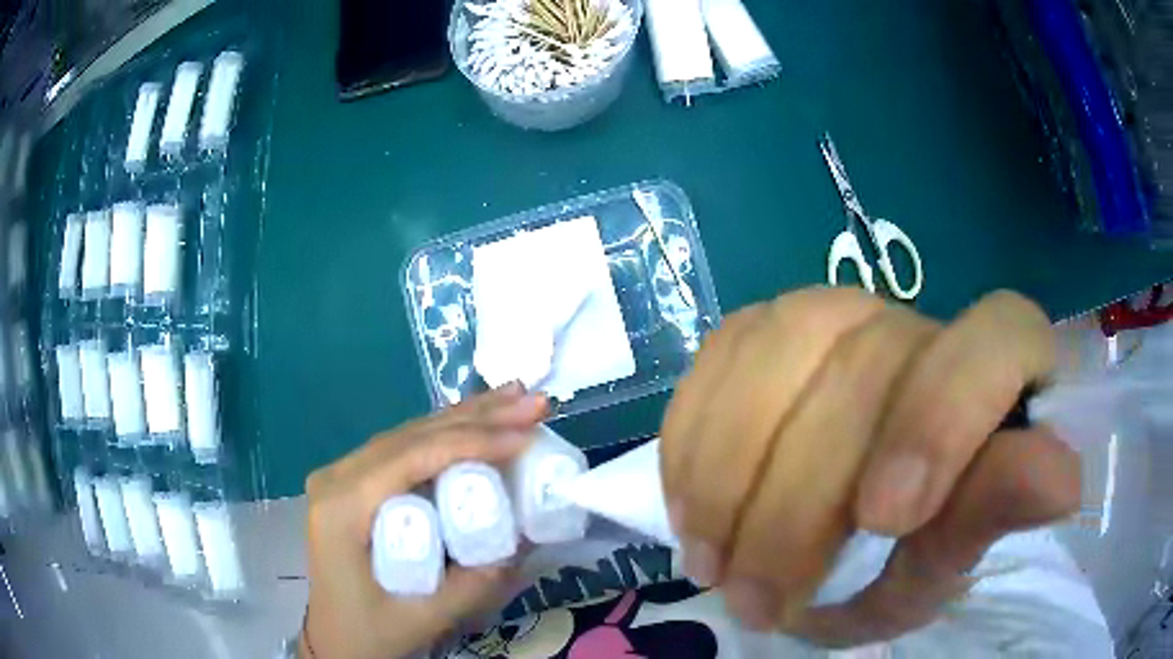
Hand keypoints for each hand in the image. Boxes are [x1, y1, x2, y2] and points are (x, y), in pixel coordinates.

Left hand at [301, 384, 546, 658]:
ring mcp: (342, 476)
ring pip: (409, 434)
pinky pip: (404, 448)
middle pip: (412, 436)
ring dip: (465, 416)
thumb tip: (526, 535)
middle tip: (534, 403)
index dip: (472, 441)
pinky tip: (476, 419)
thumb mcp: (426, 617)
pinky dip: (445, 432)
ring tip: (515, 397)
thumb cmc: (371, 631)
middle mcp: (337, 478)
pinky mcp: (355, 483)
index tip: (525, 435)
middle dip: (478, 417)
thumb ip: (476, 581)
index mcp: (343, 507)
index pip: (412, 457)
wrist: (335, 640)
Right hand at [661, 288, 1079, 645]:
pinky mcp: (765, 327)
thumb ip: (994, 513)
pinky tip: (694, 507)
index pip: (997, 336)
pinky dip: (694, 440)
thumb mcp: (949, 558)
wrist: (839, 530)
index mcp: (996, 366)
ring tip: (712, 563)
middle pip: (864, 365)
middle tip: (759, 600)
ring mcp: (836, 311)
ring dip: (729, 475)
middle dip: (797, 506)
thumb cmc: (911, 553)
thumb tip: (1062, 478)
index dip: (942, 419)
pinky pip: (719, 353)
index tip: (883, 520)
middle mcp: (918, 319)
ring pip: (776, 348)